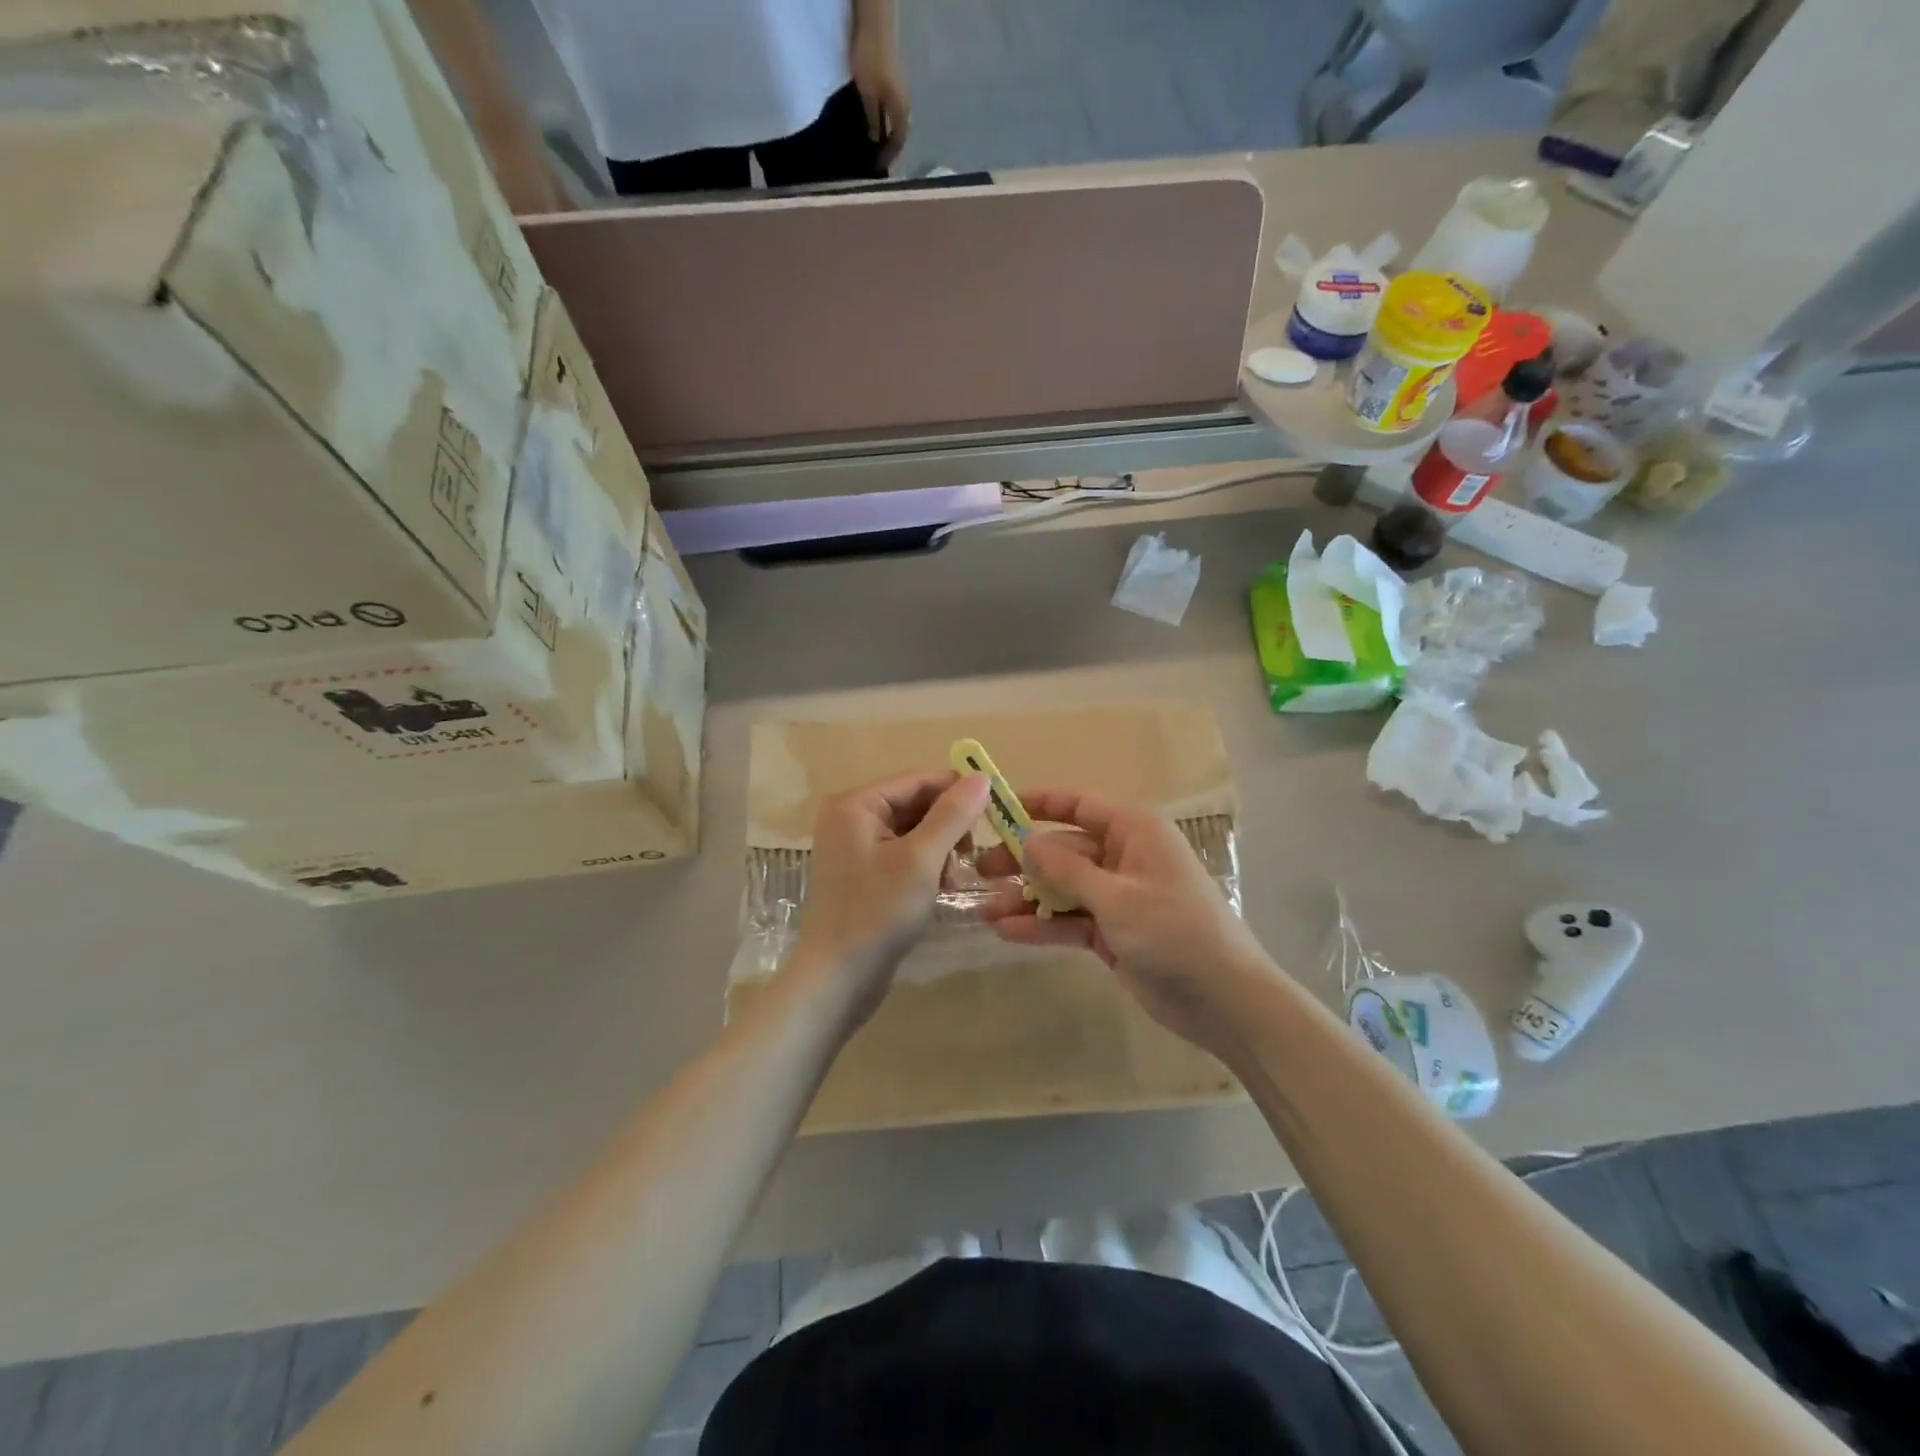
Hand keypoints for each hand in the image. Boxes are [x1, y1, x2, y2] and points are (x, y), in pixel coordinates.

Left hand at [789, 770, 990, 1024]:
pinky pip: (903, 855)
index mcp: (855, 804)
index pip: (917, 780)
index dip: (957, 791)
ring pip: (913, 831)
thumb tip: (982, 776)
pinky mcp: (862, 875)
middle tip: (970, 856)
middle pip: (915, 804)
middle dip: (948, 827)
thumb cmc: (878, 912)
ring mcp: (853, 848)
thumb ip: (953, 815)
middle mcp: (849, 817)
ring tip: (954, 880)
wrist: (837, 979)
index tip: (994, 812)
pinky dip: (926, 866)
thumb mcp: (921, 859)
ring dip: (940, 850)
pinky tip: (941, 890)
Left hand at [850, 30, 910, 167]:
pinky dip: (884, 121)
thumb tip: (875, 140)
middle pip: (899, 132)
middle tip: (875, 159)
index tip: (878, 166)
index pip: (899, 141)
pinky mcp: (892, 84)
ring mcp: (900, 93)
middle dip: (888, 147)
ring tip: (873, 145)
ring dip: (886, 134)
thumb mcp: (868, 94)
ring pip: (895, 121)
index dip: (889, 155)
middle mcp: (904, 104)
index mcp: (901, 110)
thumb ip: (873, 119)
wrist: (874, 26)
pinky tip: (873, 124)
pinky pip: (890, 110)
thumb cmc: (871, 61)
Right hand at [980, 790, 1277, 1052]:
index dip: (1037, 803)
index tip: (996, 808)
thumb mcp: (1116, 897)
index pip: (1078, 806)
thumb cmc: (1175, 931)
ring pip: (1062, 888)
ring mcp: (1118, 897)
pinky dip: (1042, 925)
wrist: (1224, 999)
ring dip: (1026, 898)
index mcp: (1134, 832)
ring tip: (983, 911)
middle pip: (1063, 849)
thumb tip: (1025, 842)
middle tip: (978, 870)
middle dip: (1022, 860)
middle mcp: (1123, 857)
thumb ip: (1066, 869)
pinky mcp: (1113, 932)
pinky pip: (1070, 920)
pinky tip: (1006, 932)